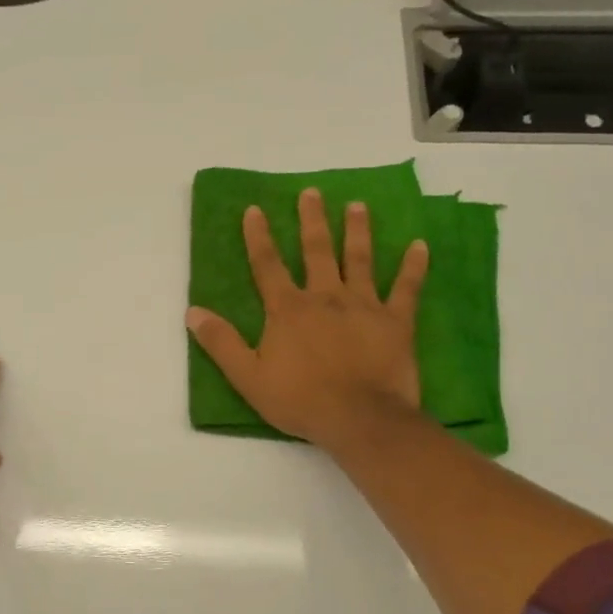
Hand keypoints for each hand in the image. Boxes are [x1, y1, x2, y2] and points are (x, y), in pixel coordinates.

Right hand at [187, 189, 428, 453]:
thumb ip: (220, 342)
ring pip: (359, 260)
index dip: (259, 236)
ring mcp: (363, 306)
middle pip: (316, 251)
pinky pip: (406, 288)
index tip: (255, 209)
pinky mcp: (395, 322)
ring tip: (357, 205)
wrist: (359, 420)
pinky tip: (420, 246)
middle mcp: (324, 297)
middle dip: (312, 220)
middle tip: (312, 193)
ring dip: (357, 231)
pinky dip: (413, 267)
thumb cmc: (300, 400)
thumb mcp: (248, 376)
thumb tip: (192, 311)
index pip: (267, 264)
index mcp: (288, 309)